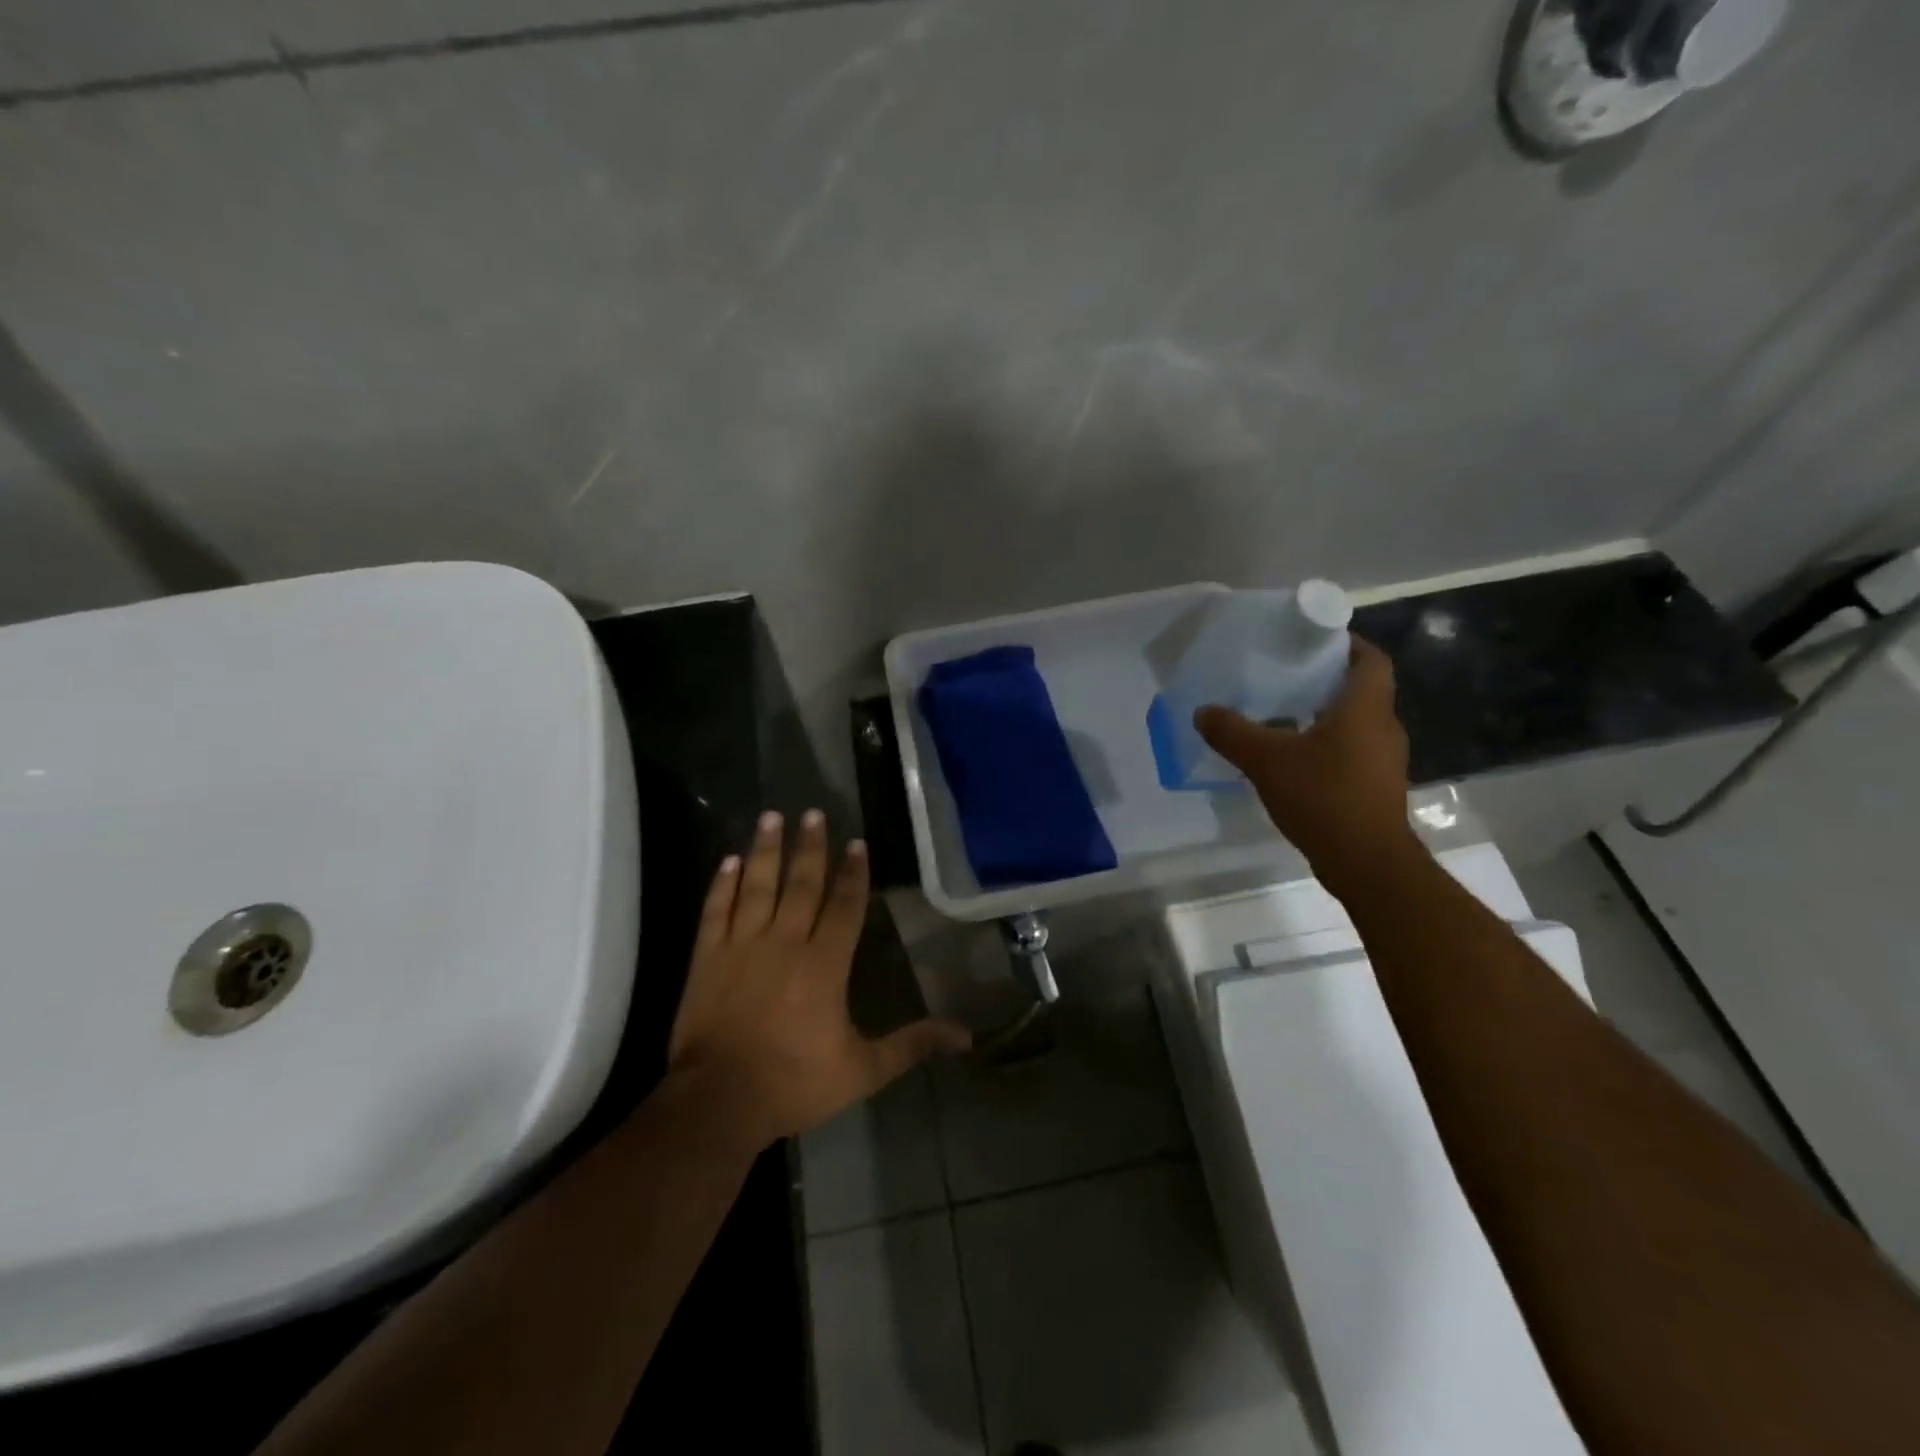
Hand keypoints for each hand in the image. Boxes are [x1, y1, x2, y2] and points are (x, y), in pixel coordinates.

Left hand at [667, 809, 970, 1148]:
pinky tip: (729, 860)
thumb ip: (912, 1045)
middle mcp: (784, 942)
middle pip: (801, 884)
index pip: (844, 906)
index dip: (853, 873)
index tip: (856, 843)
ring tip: (772, 816)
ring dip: (766, 849)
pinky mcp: (706, 958)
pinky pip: (715, 910)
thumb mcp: (863, 1070)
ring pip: (757, 886)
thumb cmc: (794, 1083)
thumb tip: (966, 1036)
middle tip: (814, 812)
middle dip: (810, 847)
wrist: (717, 1102)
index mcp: (824, 964)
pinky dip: (722, 884)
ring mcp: (741, 946)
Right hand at [1195, 636, 1419, 896]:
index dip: (1347, 643)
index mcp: (1366, 708)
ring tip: (1280, 715)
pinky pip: (1351, 751)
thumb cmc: (1323, 797)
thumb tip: (1203, 711)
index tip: (1311, 640)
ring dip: (1323, 715)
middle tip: (1284, 675)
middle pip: (1361, 689)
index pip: (1371, 659)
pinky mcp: (1375, 787)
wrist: (1366, 862)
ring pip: (1355, 723)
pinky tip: (1291, 759)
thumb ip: (1232, 732)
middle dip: (1325, 679)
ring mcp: (1383, 760)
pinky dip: (1325, 746)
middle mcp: (1383, 727)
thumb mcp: (1266, 760)